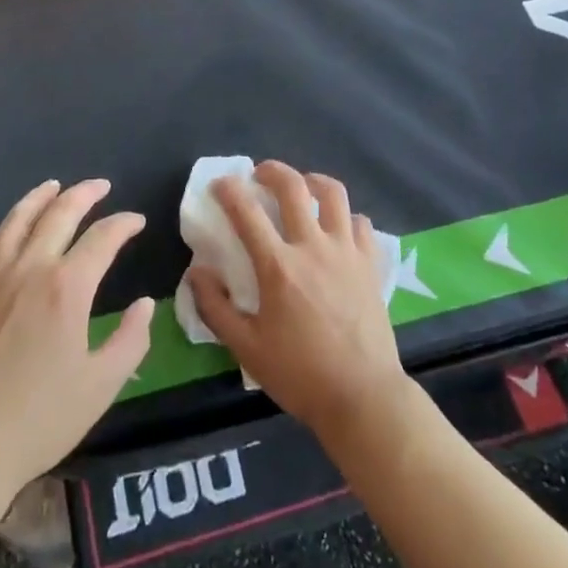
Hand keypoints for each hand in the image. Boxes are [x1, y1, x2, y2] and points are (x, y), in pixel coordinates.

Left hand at [0, 179, 152, 512]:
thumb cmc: (36, 422)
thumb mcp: (100, 388)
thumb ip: (130, 340)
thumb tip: (145, 305)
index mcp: (67, 288)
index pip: (103, 237)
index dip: (124, 224)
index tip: (137, 221)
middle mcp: (30, 268)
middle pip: (60, 213)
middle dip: (85, 193)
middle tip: (101, 186)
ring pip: (19, 218)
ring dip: (41, 196)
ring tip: (55, 186)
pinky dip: (6, 226)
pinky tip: (11, 228)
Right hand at [186, 162, 407, 443]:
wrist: (363, 397)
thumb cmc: (300, 375)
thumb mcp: (246, 348)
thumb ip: (216, 307)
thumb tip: (197, 272)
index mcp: (278, 266)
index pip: (246, 212)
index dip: (228, 190)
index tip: (219, 184)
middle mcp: (313, 247)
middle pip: (293, 186)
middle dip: (272, 171)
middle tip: (259, 175)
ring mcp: (346, 251)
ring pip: (333, 193)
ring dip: (313, 181)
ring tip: (302, 188)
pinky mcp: (370, 263)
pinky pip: (360, 223)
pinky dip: (345, 217)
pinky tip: (337, 228)